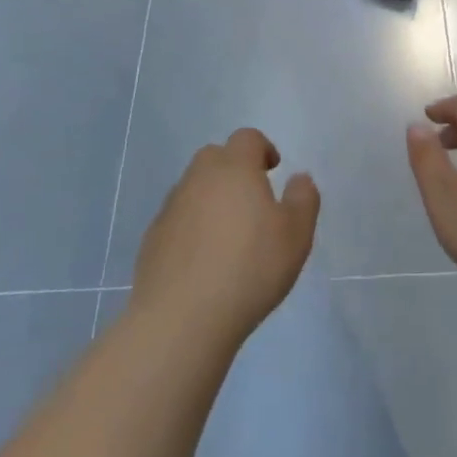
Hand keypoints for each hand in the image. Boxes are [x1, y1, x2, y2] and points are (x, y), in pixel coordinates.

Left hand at [131, 128, 319, 347]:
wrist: (181, 317)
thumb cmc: (249, 269)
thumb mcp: (296, 235)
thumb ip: (303, 199)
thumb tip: (299, 178)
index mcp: (235, 168)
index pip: (247, 138)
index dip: (263, 149)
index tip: (273, 170)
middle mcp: (198, 178)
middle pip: (216, 157)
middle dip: (235, 169)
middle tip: (253, 200)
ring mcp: (171, 207)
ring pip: (194, 187)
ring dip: (212, 198)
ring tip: (229, 234)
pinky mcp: (153, 238)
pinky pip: (179, 218)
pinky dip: (192, 226)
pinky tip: (204, 260)